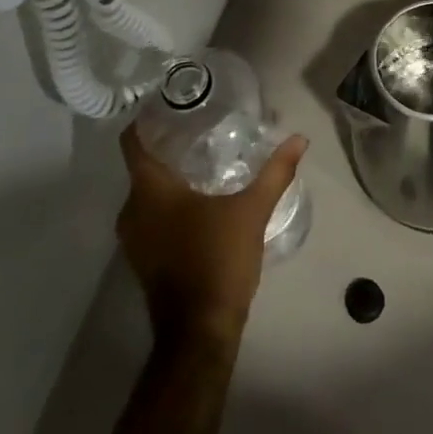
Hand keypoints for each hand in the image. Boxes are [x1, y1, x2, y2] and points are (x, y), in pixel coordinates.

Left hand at [116, 126, 307, 349]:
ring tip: (203, 155)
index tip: (169, 103)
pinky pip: (150, 215)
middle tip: (199, 125)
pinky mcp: (143, 257)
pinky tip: (199, 197)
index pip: (133, 142)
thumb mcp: (252, 210)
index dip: (146, 119)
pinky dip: (168, 201)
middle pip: (142, 165)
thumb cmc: (218, 260)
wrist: (199, 330)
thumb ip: (275, 171)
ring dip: (168, 175)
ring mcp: (134, 238)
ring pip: (146, 192)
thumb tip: (299, 139)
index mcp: (150, 190)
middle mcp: (132, 210)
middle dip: (167, 145)